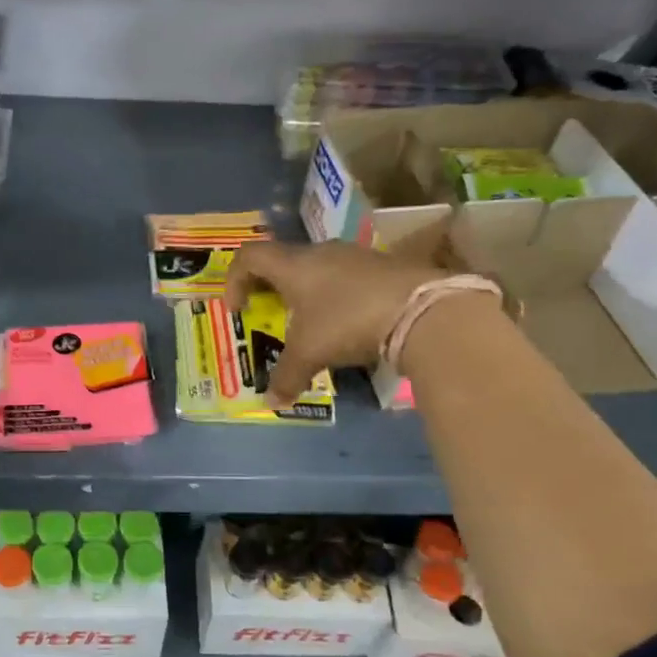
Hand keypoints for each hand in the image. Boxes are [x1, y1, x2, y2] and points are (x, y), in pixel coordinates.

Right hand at [224, 241, 461, 405]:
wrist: (421, 310)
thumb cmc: (348, 322)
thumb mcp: (310, 353)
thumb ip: (286, 377)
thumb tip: (271, 403)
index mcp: (295, 265)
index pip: (250, 256)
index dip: (234, 280)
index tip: (238, 310)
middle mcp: (322, 252)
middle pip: (284, 261)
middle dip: (271, 289)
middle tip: (271, 316)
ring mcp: (356, 256)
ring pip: (318, 269)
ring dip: (307, 294)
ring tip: (312, 325)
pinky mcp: (384, 267)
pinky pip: (347, 279)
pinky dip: (337, 298)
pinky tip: (348, 324)